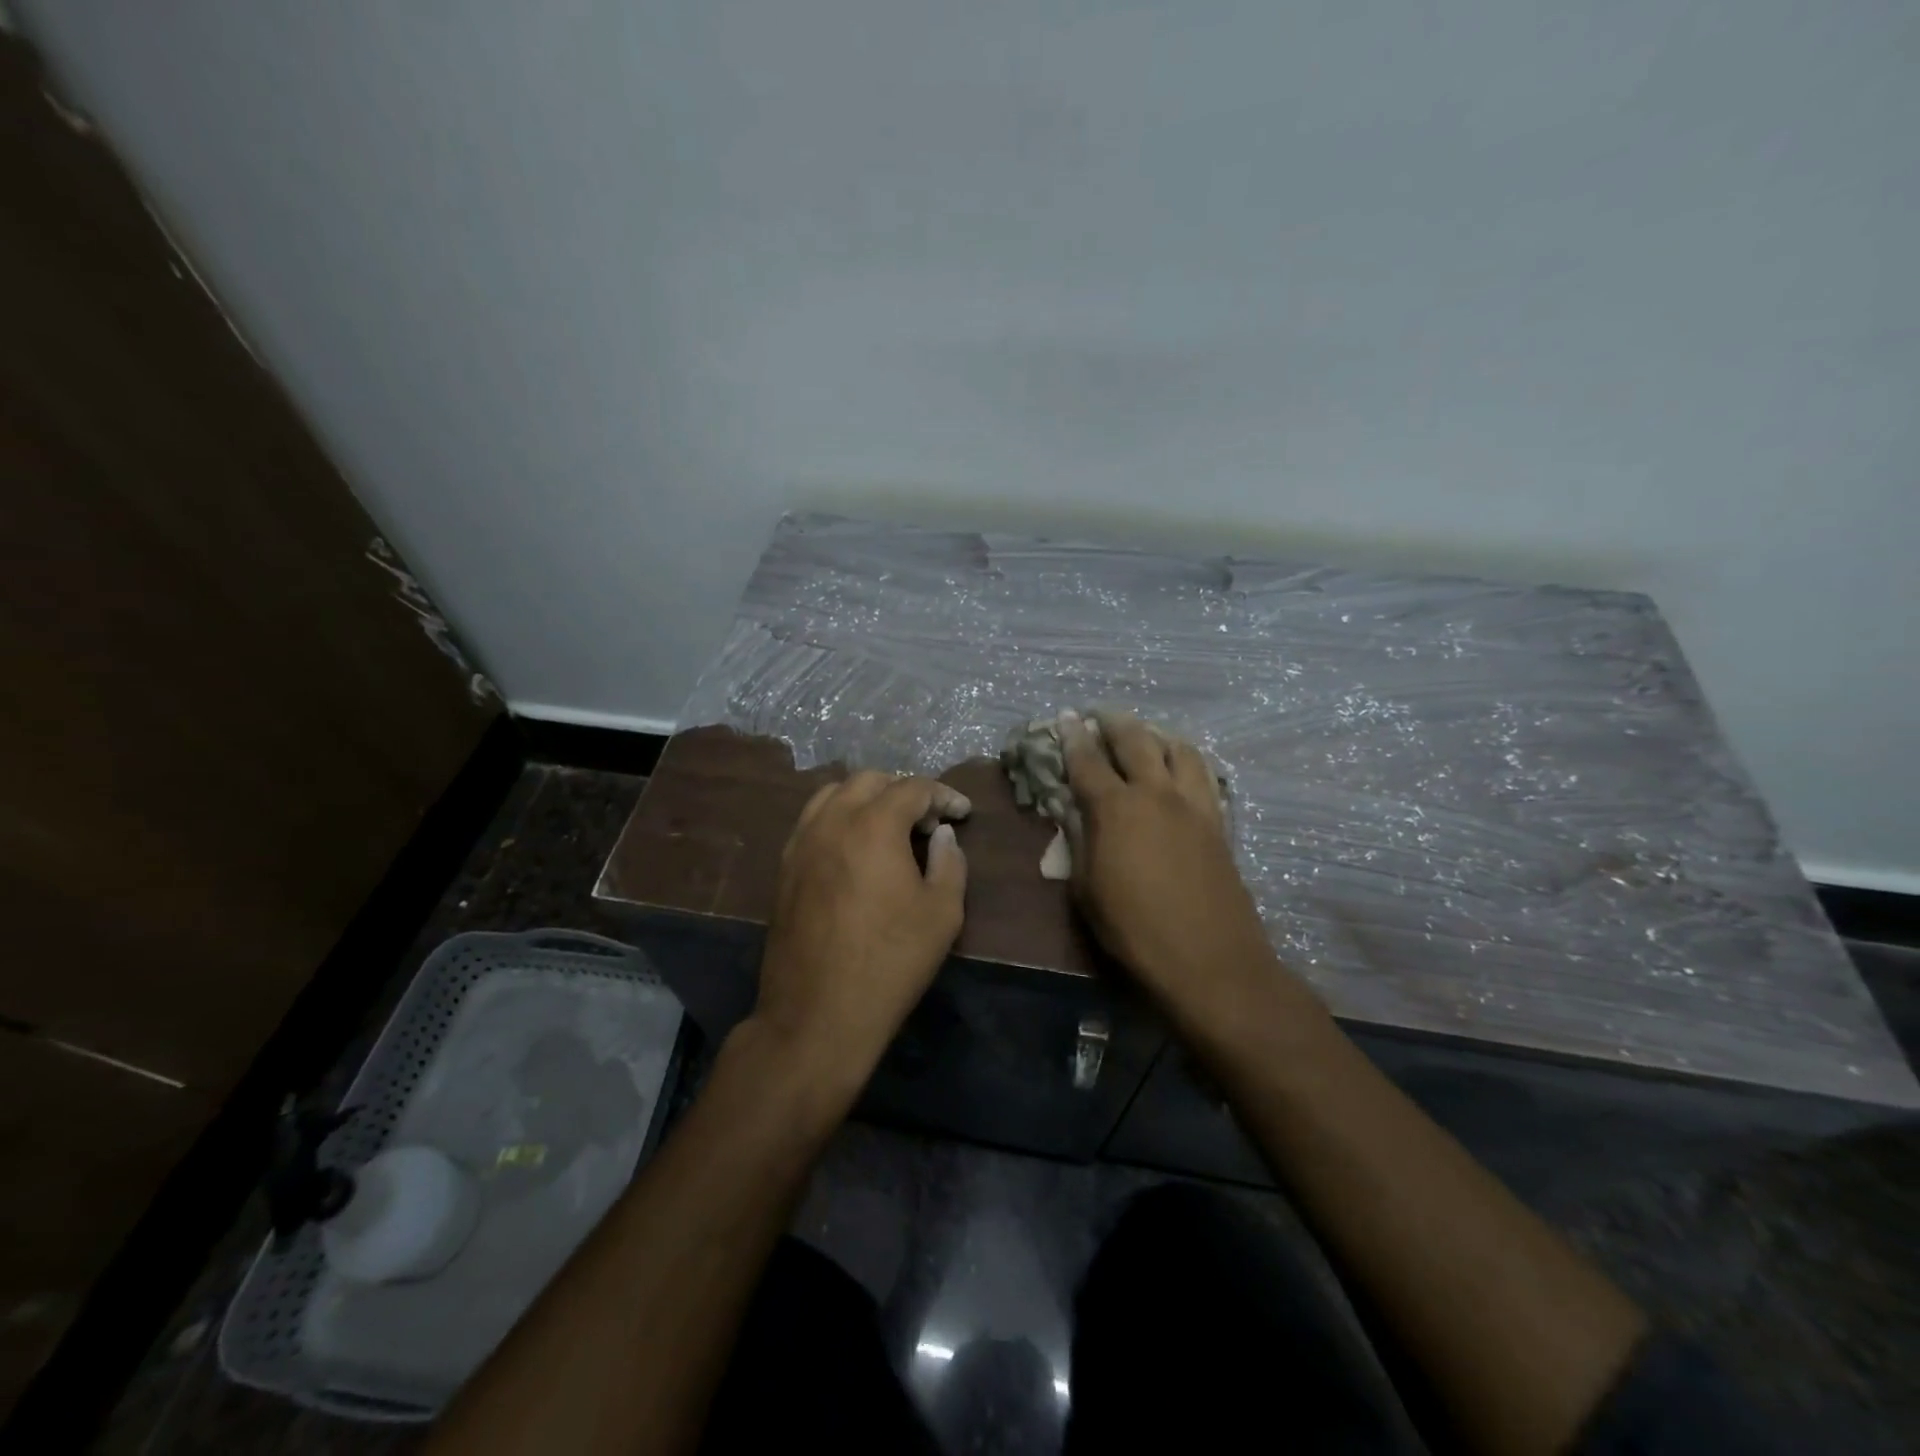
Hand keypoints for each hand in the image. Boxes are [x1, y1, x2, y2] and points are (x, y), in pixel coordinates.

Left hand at [753, 771, 971, 1092]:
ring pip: (833, 794)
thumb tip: (942, 835)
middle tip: (928, 821)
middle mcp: (832, 821)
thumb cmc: (891, 962)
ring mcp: (801, 842)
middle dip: (904, 791)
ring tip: (890, 827)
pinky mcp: (785, 867)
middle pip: (869, 780)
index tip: (962, 813)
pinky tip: (855, 848)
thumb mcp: (942, 913)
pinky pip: (812, 821)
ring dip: (867, 798)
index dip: (943, 795)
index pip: (913, 788)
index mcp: (874, 825)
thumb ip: (950, 862)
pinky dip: (839, 818)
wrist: (818, 1014)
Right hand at [1061, 712, 1285, 1023]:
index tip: (1066, 718)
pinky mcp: (1219, 823)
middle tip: (1101, 713)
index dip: (1072, 737)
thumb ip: (1080, 844)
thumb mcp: (1087, 890)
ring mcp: (1194, 806)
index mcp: (1115, 809)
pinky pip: (1205, 776)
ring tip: (1147, 735)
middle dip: (1114, 722)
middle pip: (1135, 741)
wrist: (1208, 960)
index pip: (1087, 762)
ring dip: (1158, 735)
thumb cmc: (1134, 931)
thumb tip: (1075, 814)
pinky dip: (1188, 762)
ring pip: (1180, 749)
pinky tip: (1183, 769)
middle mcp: (1156, 794)